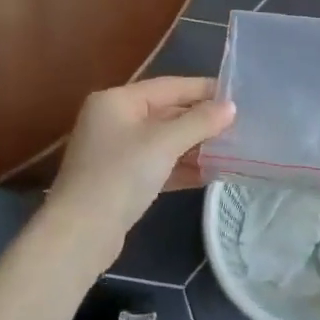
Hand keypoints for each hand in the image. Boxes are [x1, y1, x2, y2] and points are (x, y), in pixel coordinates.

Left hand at [46, 77, 234, 252]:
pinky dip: (181, 167)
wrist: (80, 234)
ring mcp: (116, 151)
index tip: (237, 95)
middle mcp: (114, 120)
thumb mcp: (164, 143)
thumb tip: (231, 107)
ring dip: (195, 146)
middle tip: (238, 126)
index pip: (169, 86)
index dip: (204, 89)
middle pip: (167, 112)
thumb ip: (200, 122)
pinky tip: (210, 174)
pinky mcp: (121, 179)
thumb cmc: (121, 175)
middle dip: (201, 121)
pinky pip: (158, 164)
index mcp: (117, 101)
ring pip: (164, 141)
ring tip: (231, 149)